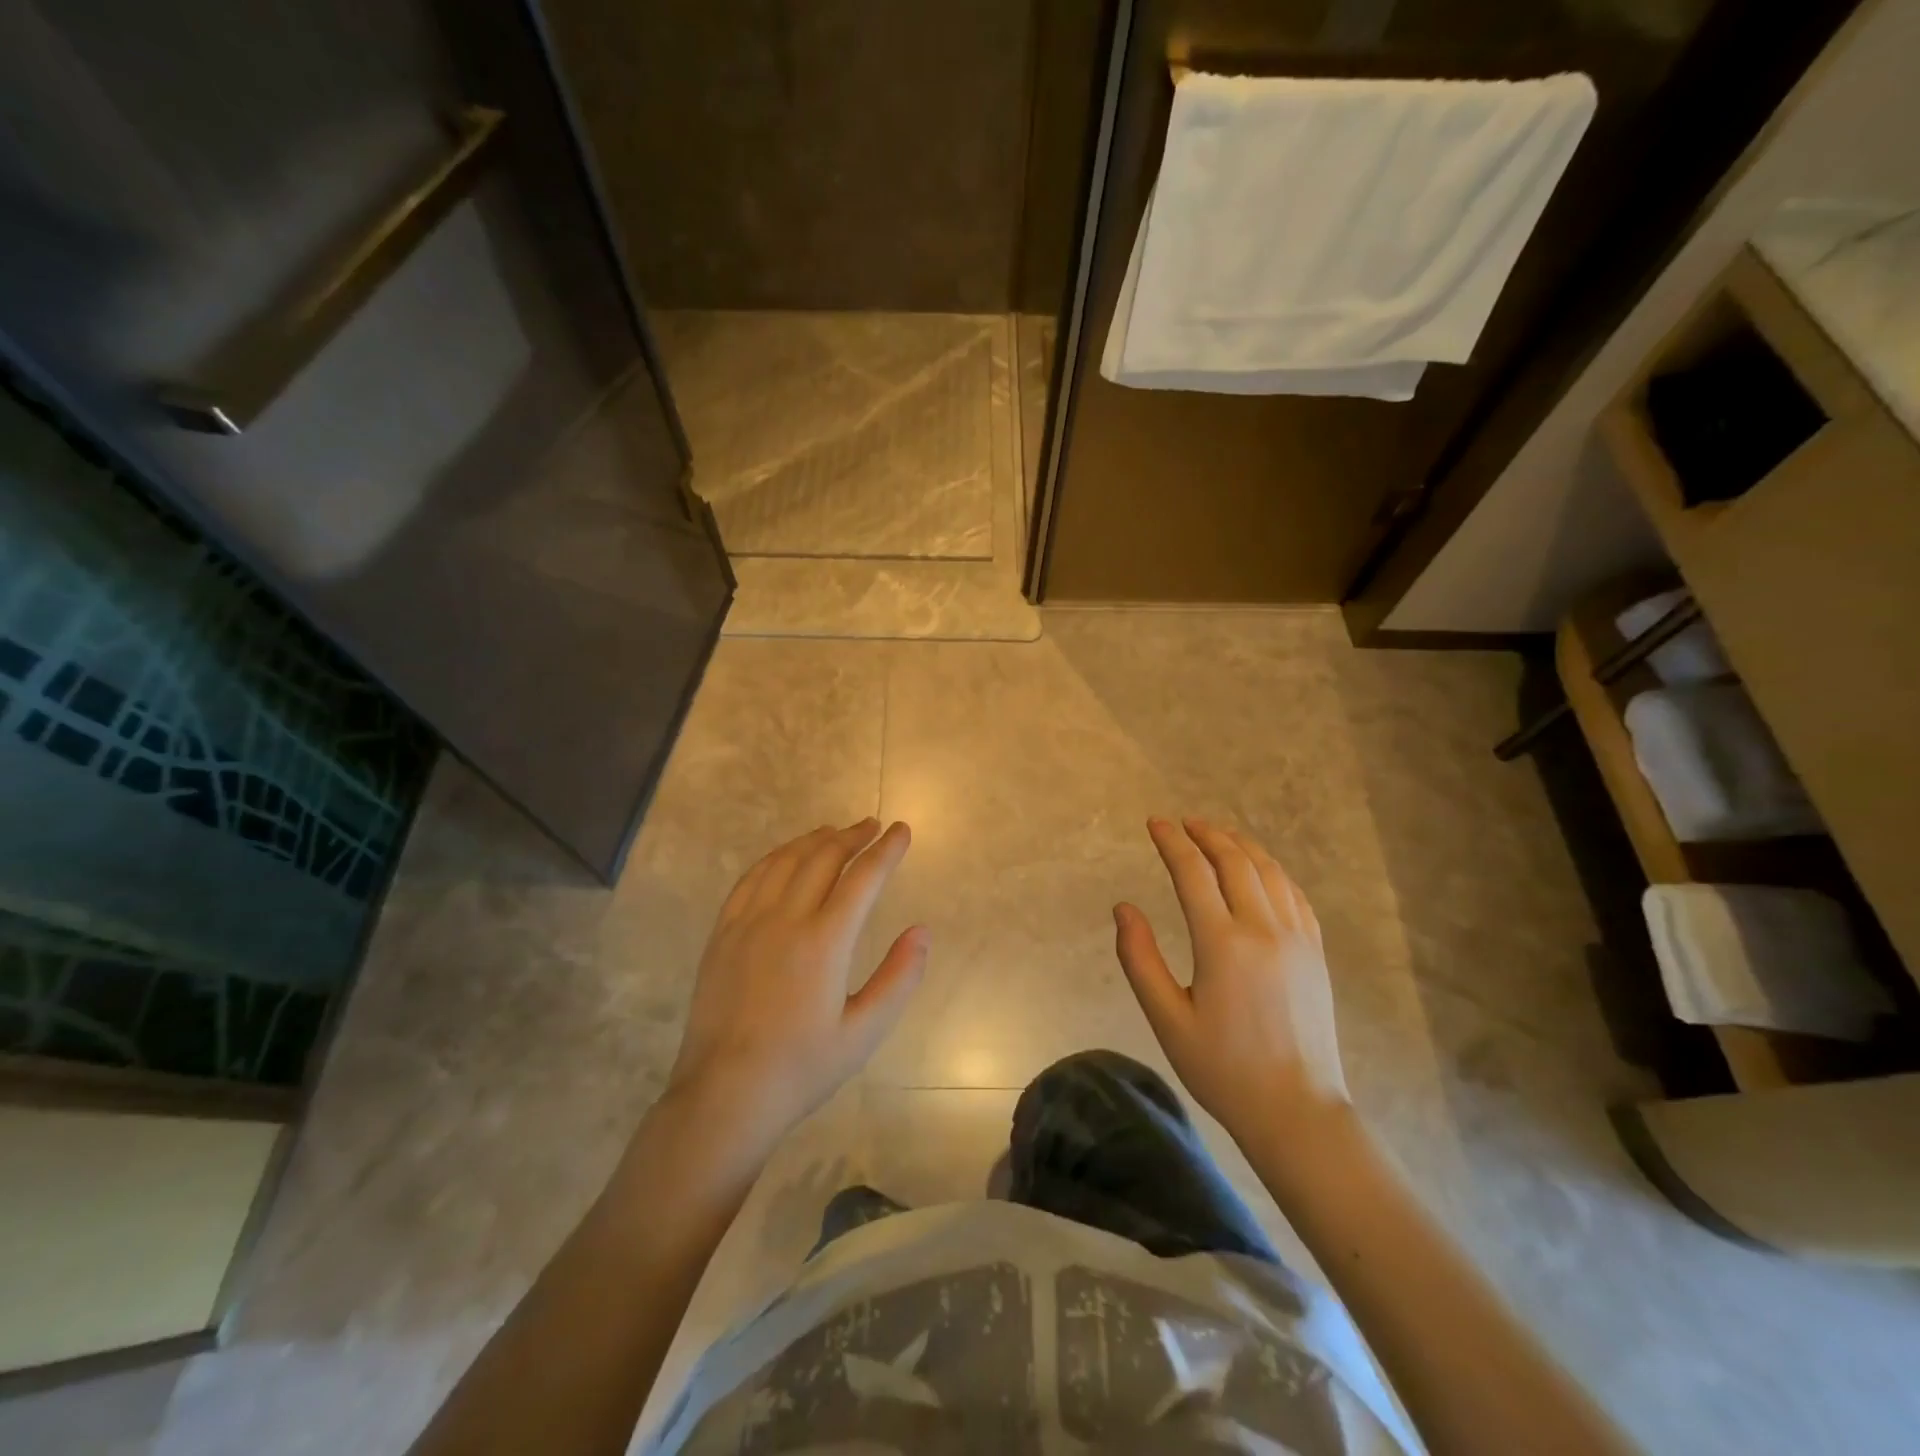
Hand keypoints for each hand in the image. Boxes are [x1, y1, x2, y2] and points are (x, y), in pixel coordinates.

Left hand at [665, 819, 926, 1146]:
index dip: (887, 850)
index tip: (902, 830)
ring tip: (835, 831)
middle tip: (873, 825)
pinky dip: (775, 858)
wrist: (725, 1094)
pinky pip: (751, 879)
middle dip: (853, 836)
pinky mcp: (723, 933)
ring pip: (785, 861)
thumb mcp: (865, 1032)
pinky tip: (785, 856)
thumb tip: (922, 931)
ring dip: (814, 840)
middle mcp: (785, 919)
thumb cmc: (802, 1067)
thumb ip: (899, 977)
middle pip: (823, 858)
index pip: (863, 878)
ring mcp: (748, 923)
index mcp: (825, 942)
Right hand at [1114, 817, 1349, 1144]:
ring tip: (1217, 834)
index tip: (1155, 823)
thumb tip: (1123, 908)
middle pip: (1234, 861)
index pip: (1192, 873)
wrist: (1298, 1109)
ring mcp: (1296, 938)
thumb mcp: (1167, 1019)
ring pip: (1268, 871)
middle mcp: (1262, 929)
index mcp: (1222, 944)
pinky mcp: (1315, 951)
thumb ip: (1140, 959)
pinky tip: (1259, 869)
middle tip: (1183, 823)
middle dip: (1206, 834)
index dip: (1171, 843)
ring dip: (1240, 845)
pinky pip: (1294, 893)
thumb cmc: (1223, 1068)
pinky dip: (1271, 869)